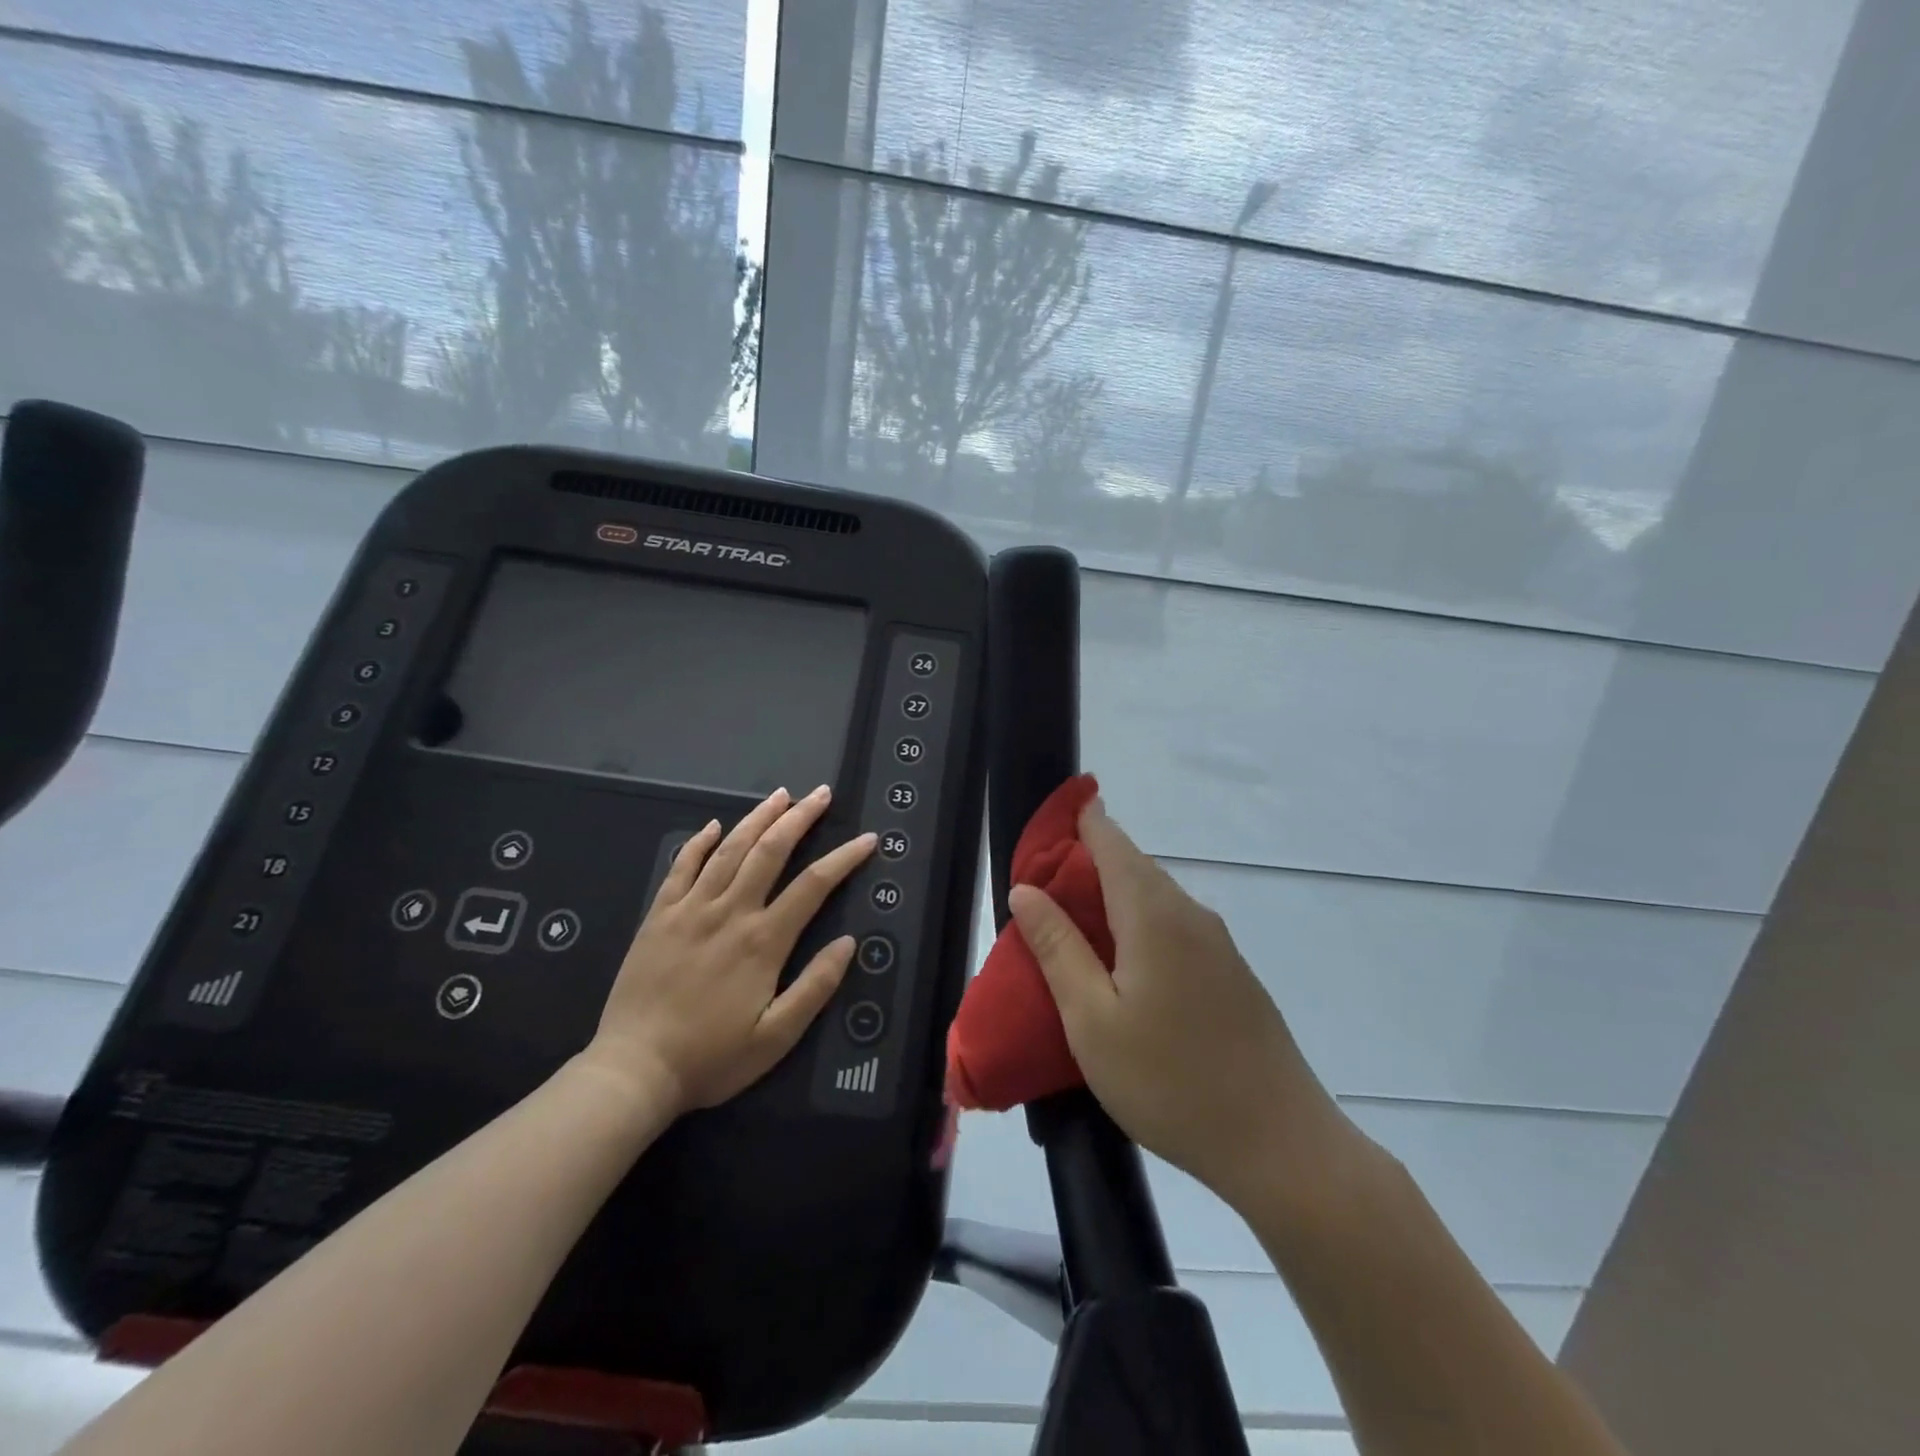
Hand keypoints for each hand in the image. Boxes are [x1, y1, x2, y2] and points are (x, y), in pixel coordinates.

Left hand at [581, 785, 876, 1116]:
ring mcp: (690, 910)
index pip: (813, 885)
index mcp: (763, 940)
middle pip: (770, 851)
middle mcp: (729, 912)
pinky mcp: (659, 917)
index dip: (844, 858)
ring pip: (729, 850)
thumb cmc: (712, 1057)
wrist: (634, 1070)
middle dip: (800, 818)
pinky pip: (681, 868)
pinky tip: (714, 825)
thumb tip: (848, 942)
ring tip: (780, 796)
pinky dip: (699, 843)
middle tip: (820, 794)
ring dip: (757, 818)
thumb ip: (815, 987)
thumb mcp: (777, 1036)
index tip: (866, 839)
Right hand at [1009, 795, 1364, 1217]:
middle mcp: (1190, 914)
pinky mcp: (1230, 973)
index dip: (1078, 821)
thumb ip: (1057, 947)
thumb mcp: (1092, 1020)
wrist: (1280, 1145)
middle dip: (1086, 861)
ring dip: (1111, 895)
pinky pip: (1174, 926)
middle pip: (1133, 865)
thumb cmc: (1170, 1081)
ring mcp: (1217, 944)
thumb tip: (1025, 889)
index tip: (1044, 822)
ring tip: (1070, 922)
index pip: (1110, 840)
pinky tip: (1121, 962)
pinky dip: (1138, 923)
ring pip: (1154, 897)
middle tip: (1040, 885)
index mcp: (1153, 914)